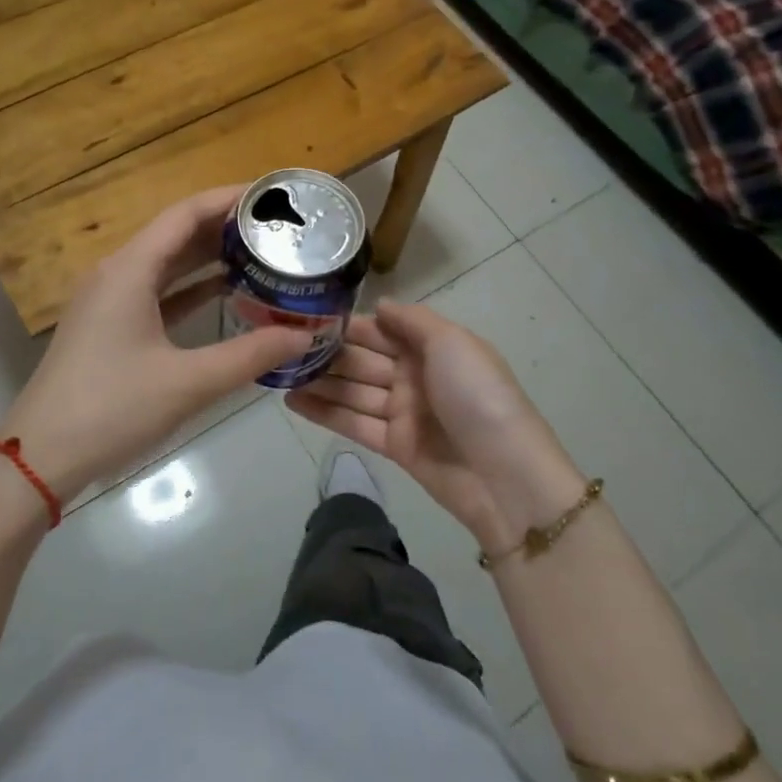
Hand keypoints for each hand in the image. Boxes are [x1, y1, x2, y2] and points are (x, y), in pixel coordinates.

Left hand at [0, 188, 312, 505]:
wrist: (41, 456)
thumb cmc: (112, 409)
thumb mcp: (188, 383)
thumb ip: (250, 355)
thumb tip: (305, 336)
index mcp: (129, 270)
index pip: (185, 214)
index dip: (229, 199)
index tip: (272, 196)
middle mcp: (116, 273)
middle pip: (176, 234)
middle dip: (225, 227)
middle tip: (278, 228)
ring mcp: (109, 300)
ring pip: (166, 264)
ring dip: (209, 257)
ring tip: (261, 253)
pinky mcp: (109, 326)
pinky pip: (156, 291)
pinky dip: (191, 288)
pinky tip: (226, 294)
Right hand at [287, 300, 585, 553]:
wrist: (505, 476)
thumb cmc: (478, 397)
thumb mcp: (452, 343)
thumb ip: (412, 321)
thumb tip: (379, 305)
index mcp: (433, 347)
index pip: (381, 330)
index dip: (347, 325)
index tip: (306, 318)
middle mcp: (415, 375)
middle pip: (363, 360)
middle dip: (326, 354)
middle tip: (279, 346)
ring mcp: (404, 412)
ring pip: (353, 391)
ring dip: (318, 382)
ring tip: (276, 373)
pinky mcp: (394, 446)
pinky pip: (354, 423)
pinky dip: (324, 413)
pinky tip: (292, 401)